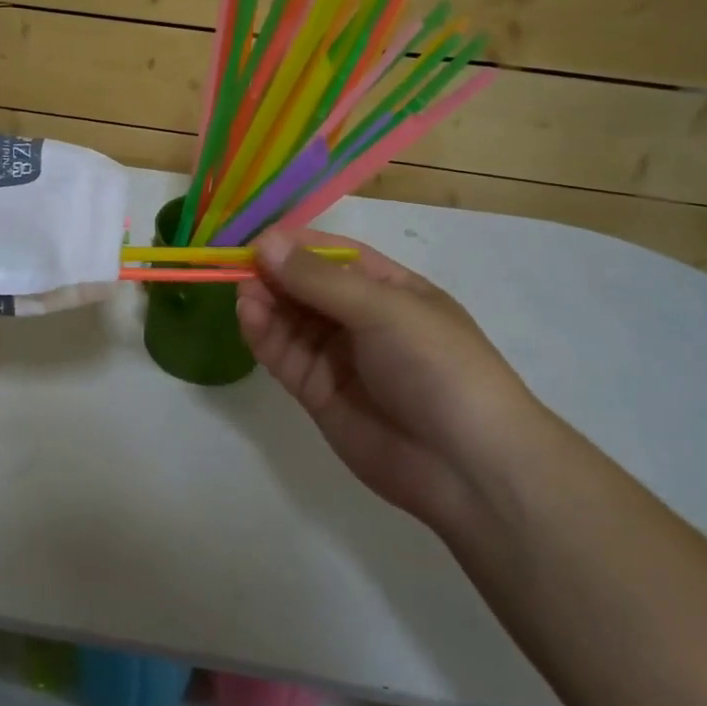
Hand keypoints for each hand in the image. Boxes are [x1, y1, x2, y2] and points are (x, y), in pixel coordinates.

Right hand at [236, 228, 554, 525]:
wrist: (467, 466)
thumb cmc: (437, 366)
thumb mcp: (384, 309)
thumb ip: (319, 279)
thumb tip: (265, 242)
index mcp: (389, 288)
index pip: (333, 254)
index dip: (294, 244)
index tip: (256, 239)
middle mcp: (360, 318)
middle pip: (305, 286)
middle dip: (273, 273)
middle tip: (239, 267)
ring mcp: (337, 356)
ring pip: (289, 319)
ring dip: (264, 302)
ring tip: (243, 293)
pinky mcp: (317, 391)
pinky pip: (283, 355)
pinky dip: (263, 335)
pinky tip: (248, 317)